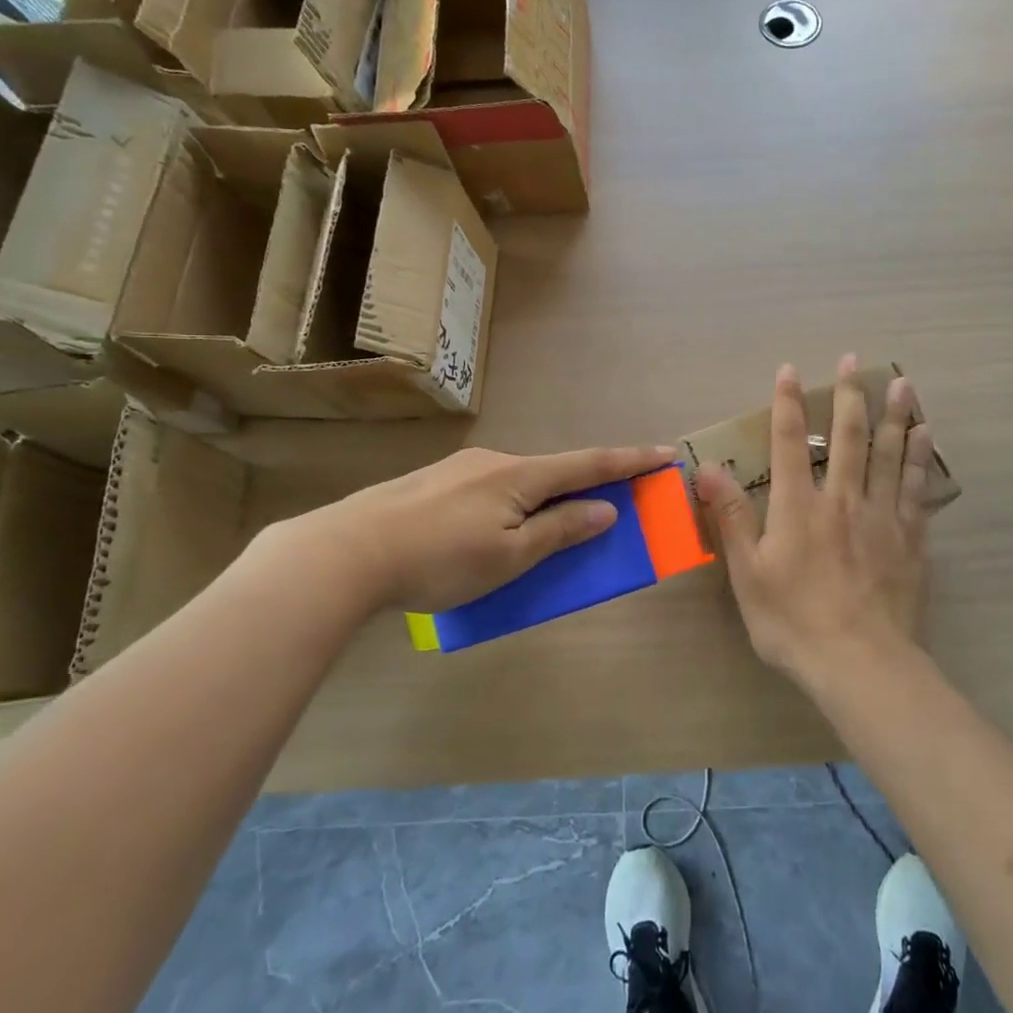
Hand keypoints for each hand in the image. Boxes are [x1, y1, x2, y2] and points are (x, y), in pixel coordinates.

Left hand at [266, 444, 676, 615]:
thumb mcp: (510, 556)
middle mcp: (494, 461)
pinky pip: (488, 492)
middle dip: (583, 486)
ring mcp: (460, 470)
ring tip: (537, 535)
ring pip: (517, 483)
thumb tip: (605, 508)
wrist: (347, 551)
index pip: (589, 464)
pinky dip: (508, 507)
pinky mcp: (432, 484)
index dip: (630, 461)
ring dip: (541, 501)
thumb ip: (560, 530)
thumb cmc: (440, 559)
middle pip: (553, 472)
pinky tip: (486, 535)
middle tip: (603, 508)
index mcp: (520, 476)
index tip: (665, 453)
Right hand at [696, 356, 933, 690]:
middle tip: (855, 359)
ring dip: (894, 415)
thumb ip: (732, 517)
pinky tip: (926, 436)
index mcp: (799, 507)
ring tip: (902, 383)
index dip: (787, 404)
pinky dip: (921, 457)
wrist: (861, 664)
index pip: (790, 443)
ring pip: (891, 454)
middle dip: (849, 395)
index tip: (790, 370)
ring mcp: (882, 517)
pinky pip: (918, 487)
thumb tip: (708, 467)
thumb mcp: (748, 574)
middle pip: (849, 438)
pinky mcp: (910, 538)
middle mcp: (843, 500)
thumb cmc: (794, 622)